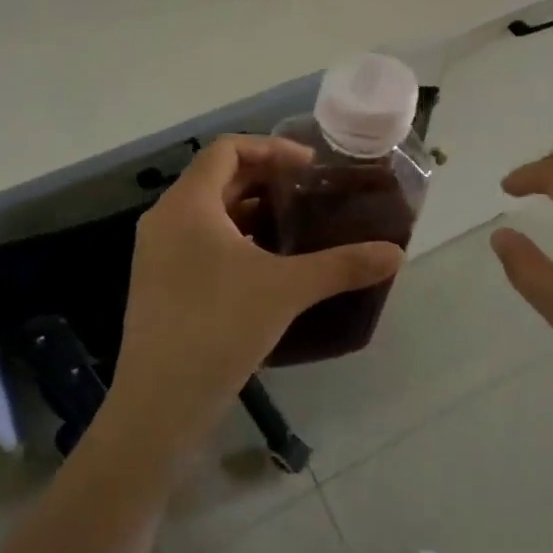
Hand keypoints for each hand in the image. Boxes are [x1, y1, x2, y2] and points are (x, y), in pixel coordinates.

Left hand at [107, 135, 404, 452]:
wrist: (159, 404)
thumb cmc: (219, 327)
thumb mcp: (287, 289)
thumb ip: (342, 265)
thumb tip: (395, 253)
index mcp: (188, 203)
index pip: (227, 149)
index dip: (271, 148)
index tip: (309, 167)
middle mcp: (166, 219)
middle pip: (218, 178)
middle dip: (265, 179)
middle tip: (309, 194)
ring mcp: (157, 254)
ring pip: (209, 212)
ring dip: (251, 211)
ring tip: (295, 226)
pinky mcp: (160, 285)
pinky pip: (200, 242)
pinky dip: (235, 239)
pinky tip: (268, 265)